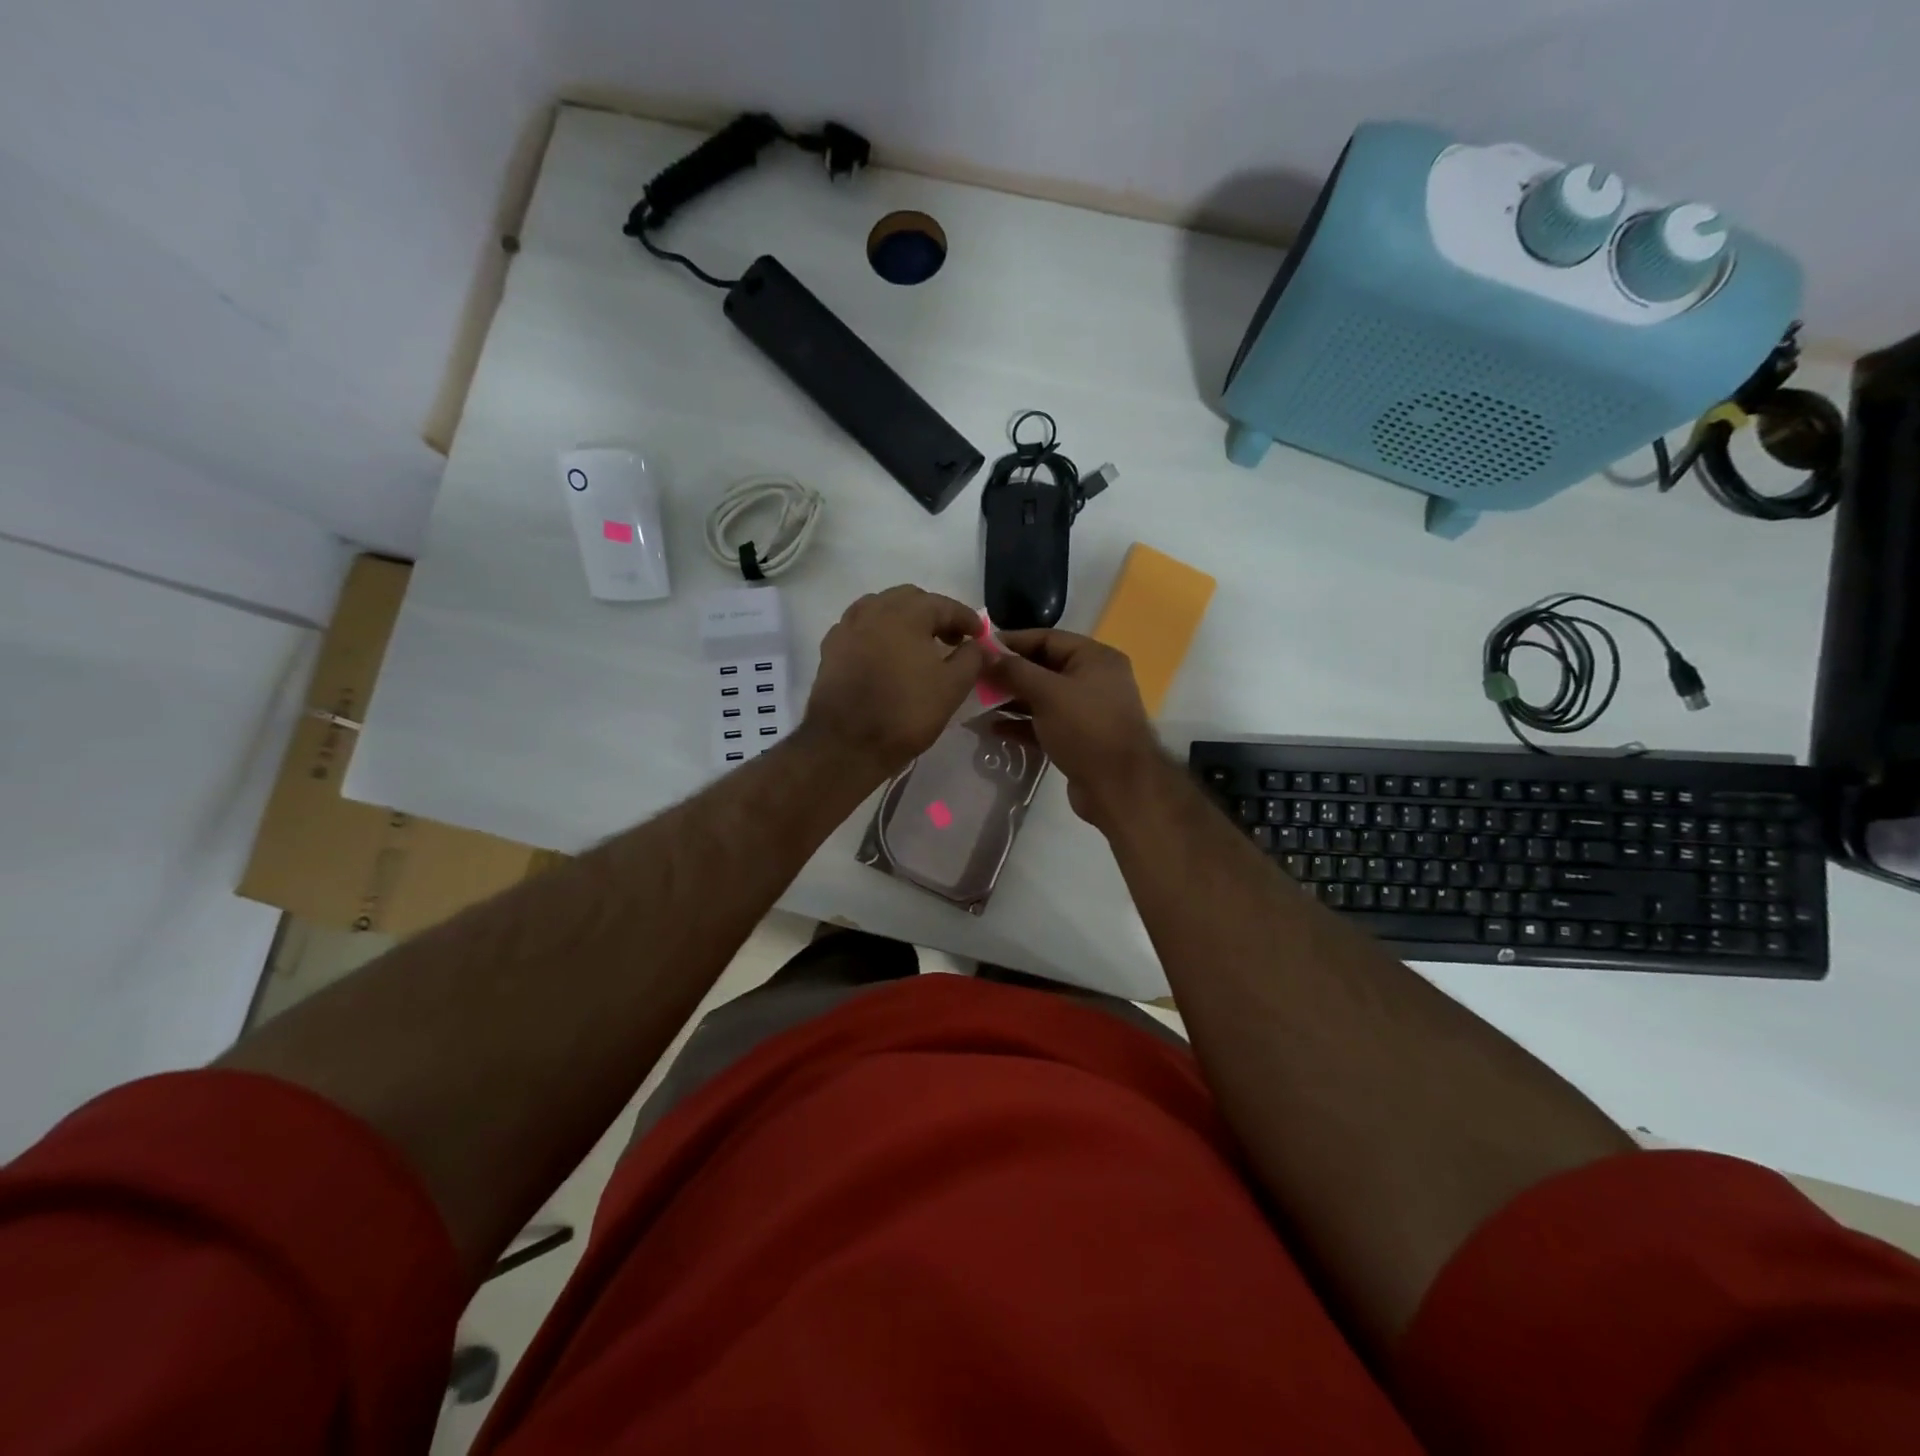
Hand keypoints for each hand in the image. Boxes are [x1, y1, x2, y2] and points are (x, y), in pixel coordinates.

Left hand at [805, 586, 984, 777]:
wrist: (847, 744)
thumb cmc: (906, 713)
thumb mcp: (952, 687)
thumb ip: (972, 659)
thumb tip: (979, 645)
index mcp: (906, 614)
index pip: (944, 605)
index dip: (966, 618)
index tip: (979, 635)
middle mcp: (873, 610)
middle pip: (909, 599)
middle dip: (934, 614)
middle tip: (950, 639)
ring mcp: (847, 628)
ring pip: (880, 609)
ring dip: (903, 619)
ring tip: (916, 645)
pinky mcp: (830, 649)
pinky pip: (859, 628)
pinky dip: (877, 633)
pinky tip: (884, 655)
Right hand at [988, 629, 1167, 828]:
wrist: (1119, 788)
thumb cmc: (1086, 729)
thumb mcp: (1048, 693)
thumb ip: (1015, 671)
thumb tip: (985, 656)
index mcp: (1095, 658)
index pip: (1047, 638)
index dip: (1012, 642)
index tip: (978, 648)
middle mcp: (1094, 680)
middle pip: (1043, 668)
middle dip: (1009, 674)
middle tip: (973, 678)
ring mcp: (1087, 711)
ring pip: (1042, 697)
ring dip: (1011, 700)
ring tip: (976, 703)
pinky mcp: (1078, 739)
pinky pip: (1044, 723)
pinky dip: (1021, 724)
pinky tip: (993, 729)